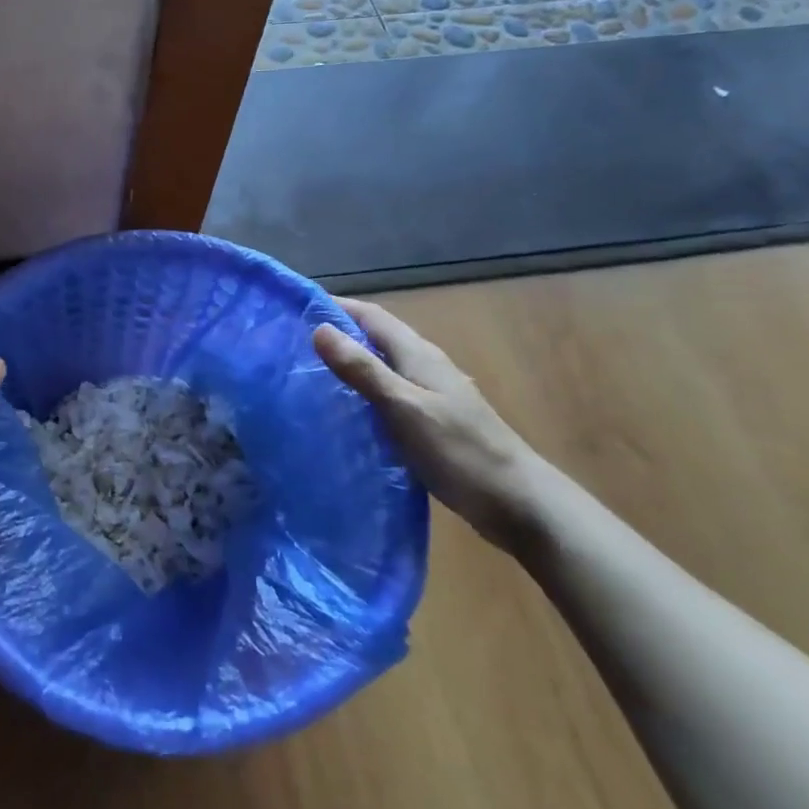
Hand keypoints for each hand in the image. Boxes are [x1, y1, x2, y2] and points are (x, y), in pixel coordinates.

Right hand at [313, 297, 564, 551]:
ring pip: (382, 367)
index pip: (371, 316)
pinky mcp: (431, 422)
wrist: (517, 502)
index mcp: (419, 354)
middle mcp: (425, 366)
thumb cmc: (459, 450)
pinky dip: (363, 394)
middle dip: (337, 335)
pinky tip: (344, 413)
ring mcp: (431, 395)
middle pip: (375, 339)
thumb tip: (319, 329)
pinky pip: (388, 395)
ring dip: (349, 365)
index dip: (336, 306)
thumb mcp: (404, 407)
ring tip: (307, 376)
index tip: (295, 307)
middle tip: (291, 344)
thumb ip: (363, 370)